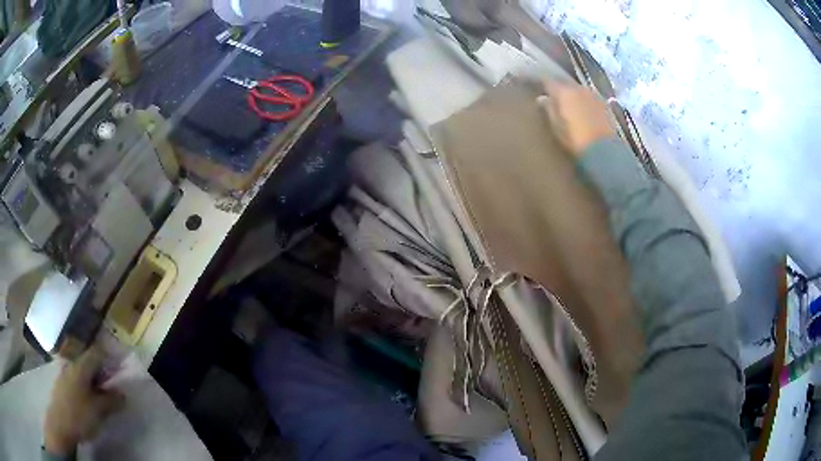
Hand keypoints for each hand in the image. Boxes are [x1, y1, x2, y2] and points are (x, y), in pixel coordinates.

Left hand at [44, 347, 123, 454]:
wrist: (60, 424)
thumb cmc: (79, 415)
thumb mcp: (99, 410)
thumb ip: (112, 401)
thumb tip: (123, 394)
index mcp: (81, 365)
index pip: (97, 352)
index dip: (110, 357)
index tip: (121, 366)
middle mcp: (71, 364)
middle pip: (89, 361)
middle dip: (102, 371)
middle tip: (113, 385)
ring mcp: (64, 373)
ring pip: (82, 371)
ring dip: (93, 380)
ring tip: (102, 395)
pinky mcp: (62, 384)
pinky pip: (76, 379)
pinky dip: (85, 385)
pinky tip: (88, 399)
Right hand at [537, 79, 615, 156]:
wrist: (604, 149)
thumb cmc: (575, 139)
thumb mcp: (557, 127)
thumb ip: (549, 109)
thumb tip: (541, 98)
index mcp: (563, 92)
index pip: (548, 81)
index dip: (543, 83)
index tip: (537, 87)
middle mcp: (578, 88)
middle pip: (565, 83)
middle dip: (559, 88)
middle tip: (554, 96)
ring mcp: (592, 94)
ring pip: (578, 89)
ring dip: (573, 94)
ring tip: (569, 103)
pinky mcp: (604, 103)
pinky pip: (589, 96)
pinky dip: (584, 100)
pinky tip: (583, 109)